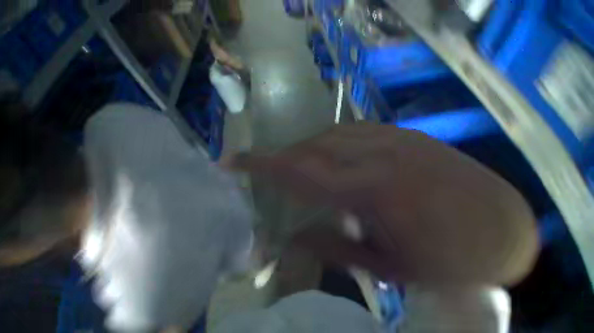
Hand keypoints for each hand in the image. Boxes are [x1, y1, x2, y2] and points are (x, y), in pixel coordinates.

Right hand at [225, 124, 538, 286]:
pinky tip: (326, 156)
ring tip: (295, 166)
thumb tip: (295, 236)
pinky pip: (349, 132)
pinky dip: (328, 142)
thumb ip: (332, 246)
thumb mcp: (385, 266)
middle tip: (266, 170)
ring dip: (305, 150)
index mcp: (370, 189)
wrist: (499, 227)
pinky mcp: (400, 133)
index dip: (262, 164)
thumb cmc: (447, 258)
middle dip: (283, 158)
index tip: (234, 160)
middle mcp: (376, 153)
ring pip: (327, 136)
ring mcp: (391, 137)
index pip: (299, 170)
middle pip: (309, 149)